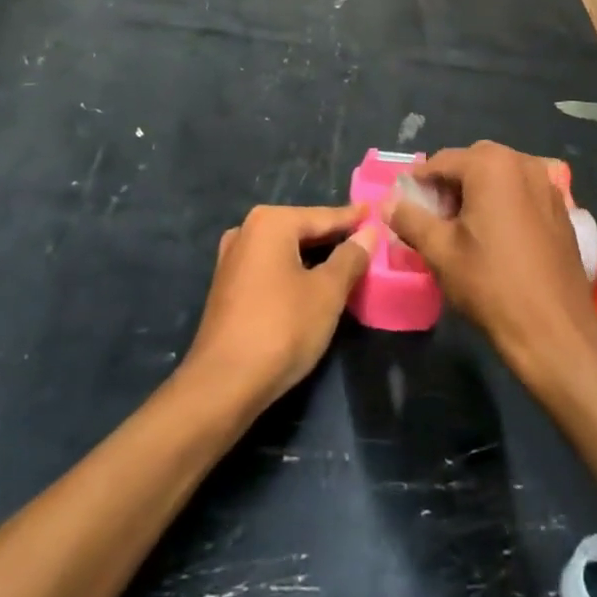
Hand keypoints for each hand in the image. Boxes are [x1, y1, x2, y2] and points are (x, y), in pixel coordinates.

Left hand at [183, 204, 377, 413]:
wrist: (223, 384)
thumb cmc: (282, 328)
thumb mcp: (327, 292)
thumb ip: (350, 257)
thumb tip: (368, 232)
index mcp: (270, 222)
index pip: (323, 216)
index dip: (352, 218)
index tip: (374, 212)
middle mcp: (246, 231)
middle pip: (301, 229)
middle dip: (332, 237)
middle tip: (364, 239)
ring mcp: (232, 259)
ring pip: (284, 249)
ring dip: (312, 256)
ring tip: (343, 261)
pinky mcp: (226, 286)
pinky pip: (269, 267)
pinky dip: (292, 270)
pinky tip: (309, 283)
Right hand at [388, 142, 596, 383]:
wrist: (555, 330)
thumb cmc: (491, 284)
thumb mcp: (440, 250)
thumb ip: (410, 219)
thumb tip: (389, 203)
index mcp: (491, 165)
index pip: (441, 161)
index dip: (418, 182)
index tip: (405, 207)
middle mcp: (523, 163)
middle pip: (473, 162)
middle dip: (450, 185)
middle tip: (434, 218)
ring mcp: (548, 184)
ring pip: (500, 176)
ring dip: (477, 192)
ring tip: (463, 229)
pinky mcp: (562, 208)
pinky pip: (522, 192)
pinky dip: (504, 203)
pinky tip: (496, 237)